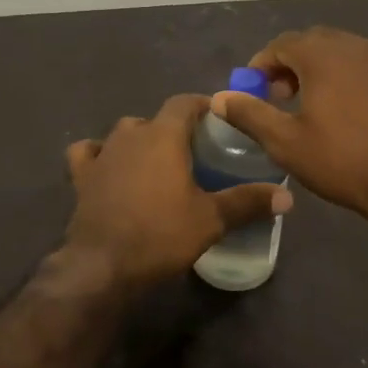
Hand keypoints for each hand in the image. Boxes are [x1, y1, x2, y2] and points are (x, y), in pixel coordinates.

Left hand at [64, 94, 291, 289]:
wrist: (102, 265)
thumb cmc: (161, 234)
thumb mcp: (211, 219)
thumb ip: (248, 202)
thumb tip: (287, 197)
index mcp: (163, 135)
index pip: (184, 102)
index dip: (202, 106)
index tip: (218, 119)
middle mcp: (130, 135)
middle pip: (155, 119)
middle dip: (174, 129)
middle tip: (194, 152)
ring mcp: (102, 154)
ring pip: (123, 133)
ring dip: (140, 141)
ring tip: (156, 163)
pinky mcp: (81, 176)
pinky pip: (89, 153)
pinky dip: (99, 155)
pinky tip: (108, 167)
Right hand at [211, 27, 367, 217]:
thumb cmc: (341, 160)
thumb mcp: (285, 142)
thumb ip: (249, 114)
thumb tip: (219, 98)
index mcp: (322, 55)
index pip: (281, 44)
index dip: (261, 64)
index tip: (253, 90)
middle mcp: (353, 46)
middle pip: (312, 42)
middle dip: (290, 63)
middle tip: (280, 96)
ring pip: (340, 51)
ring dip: (318, 68)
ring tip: (310, 103)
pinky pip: (363, 64)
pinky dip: (345, 76)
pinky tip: (344, 109)